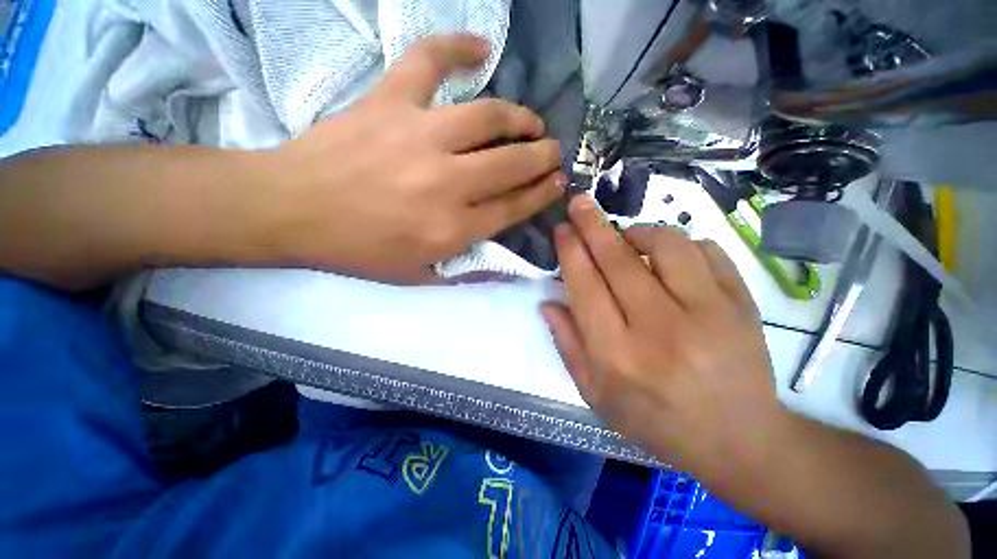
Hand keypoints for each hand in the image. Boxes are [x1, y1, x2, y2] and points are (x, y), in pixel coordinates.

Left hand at [254, 35, 564, 282]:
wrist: (291, 210)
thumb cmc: (358, 251)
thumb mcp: (418, 277)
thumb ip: (465, 271)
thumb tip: (503, 265)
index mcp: (451, 229)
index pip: (514, 207)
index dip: (541, 194)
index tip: (558, 184)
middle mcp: (447, 183)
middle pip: (512, 164)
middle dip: (543, 158)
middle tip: (553, 152)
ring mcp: (420, 136)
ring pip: (489, 116)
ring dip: (520, 117)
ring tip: (531, 122)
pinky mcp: (391, 102)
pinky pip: (430, 61)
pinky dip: (458, 47)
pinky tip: (481, 48)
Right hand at [542, 195, 787, 480]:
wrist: (738, 440)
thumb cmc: (656, 420)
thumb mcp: (595, 395)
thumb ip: (567, 345)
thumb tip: (548, 302)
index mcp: (617, 355)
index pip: (585, 287)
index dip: (570, 252)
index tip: (562, 229)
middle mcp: (659, 329)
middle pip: (619, 261)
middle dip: (593, 225)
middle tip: (580, 203)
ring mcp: (708, 314)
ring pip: (666, 246)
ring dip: (638, 231)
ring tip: (626, 235)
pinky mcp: (741, 305)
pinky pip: (707, 252)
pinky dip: (681, 243)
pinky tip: (668, 254)